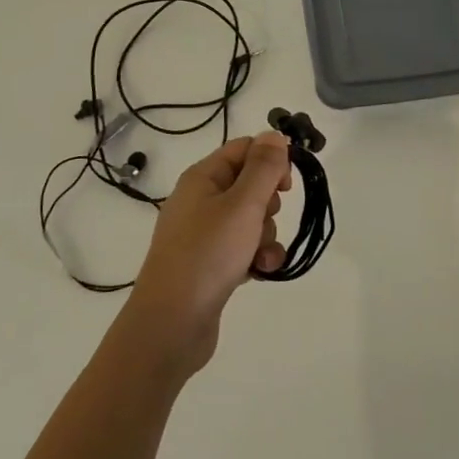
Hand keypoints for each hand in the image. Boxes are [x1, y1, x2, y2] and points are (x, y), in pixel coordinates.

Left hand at [126, 132, 292, 373]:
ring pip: (251, 219)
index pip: (244, 148)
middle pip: (250, 184)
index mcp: (202, 177)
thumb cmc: (208, 254)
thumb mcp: (243, 204)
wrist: (171, 324)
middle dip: (269, 203)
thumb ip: (263, 167)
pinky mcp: (210, 264)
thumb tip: (274, 134)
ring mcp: (203, 234)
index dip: (270, 160)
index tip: (287, 183)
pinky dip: (256, 257)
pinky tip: (259, 272)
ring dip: (266, 235)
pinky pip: (243, 248)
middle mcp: (200, 200)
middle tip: (264, 218)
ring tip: (259, 256)